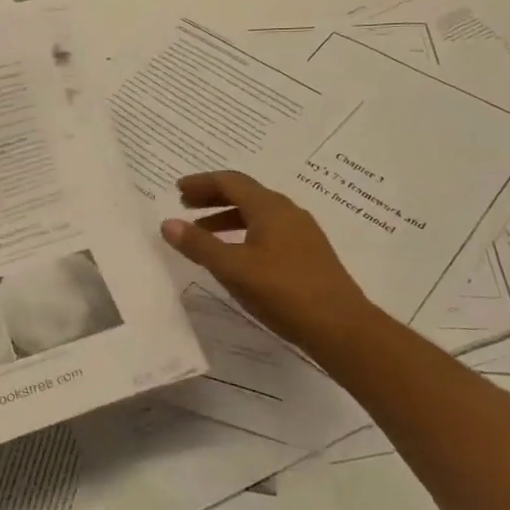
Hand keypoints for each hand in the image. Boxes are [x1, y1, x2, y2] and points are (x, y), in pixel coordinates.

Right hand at [161, 171, 383, 360]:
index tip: (178, 189)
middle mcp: (287, 212)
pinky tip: (236, 255)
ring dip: (227, 217)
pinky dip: (244, 232)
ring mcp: (302, 233)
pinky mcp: (308, 253)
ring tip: (203, 233)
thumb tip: (168, 223)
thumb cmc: (283, 291)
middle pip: (245, 193)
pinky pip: (269, 230)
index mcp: (269, 207)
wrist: (341, 327)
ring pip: (257, 214)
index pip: (230, 182)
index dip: (202, 183)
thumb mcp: (233, 268)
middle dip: (213, 197)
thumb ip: (199, 245)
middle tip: (185, 205)